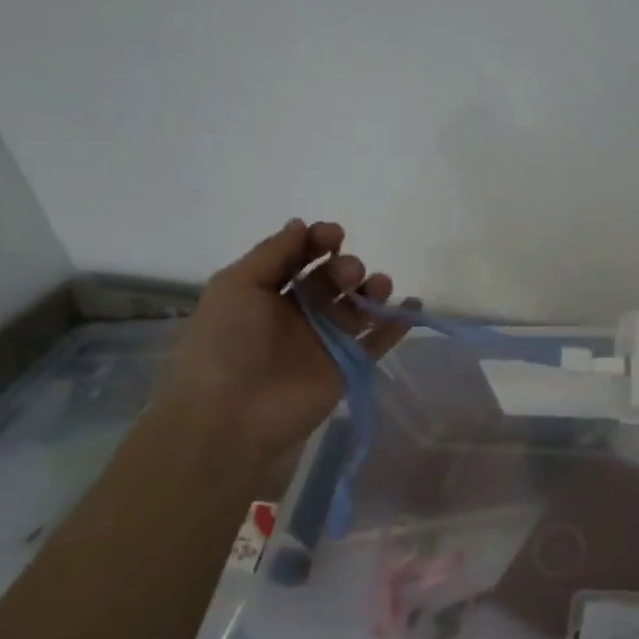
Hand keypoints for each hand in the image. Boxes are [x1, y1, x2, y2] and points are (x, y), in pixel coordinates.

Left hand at [157, 220, 411, 457]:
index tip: (334, 235)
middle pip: (332, 280)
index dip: (318, 242)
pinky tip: (412, 305)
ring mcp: (325, 341)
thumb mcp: (236, 286)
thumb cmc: (225, 343)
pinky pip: (378, 341)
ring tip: (378, 287)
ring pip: (358, 306)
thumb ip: (273, 253)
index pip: (299, 258)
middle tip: (347, 274)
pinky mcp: (348, 366)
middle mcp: (298, 314)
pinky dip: (398, 324)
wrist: (232, 414)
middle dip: (345, 267)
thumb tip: (302, 224)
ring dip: (372, 289)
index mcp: (266, 293)